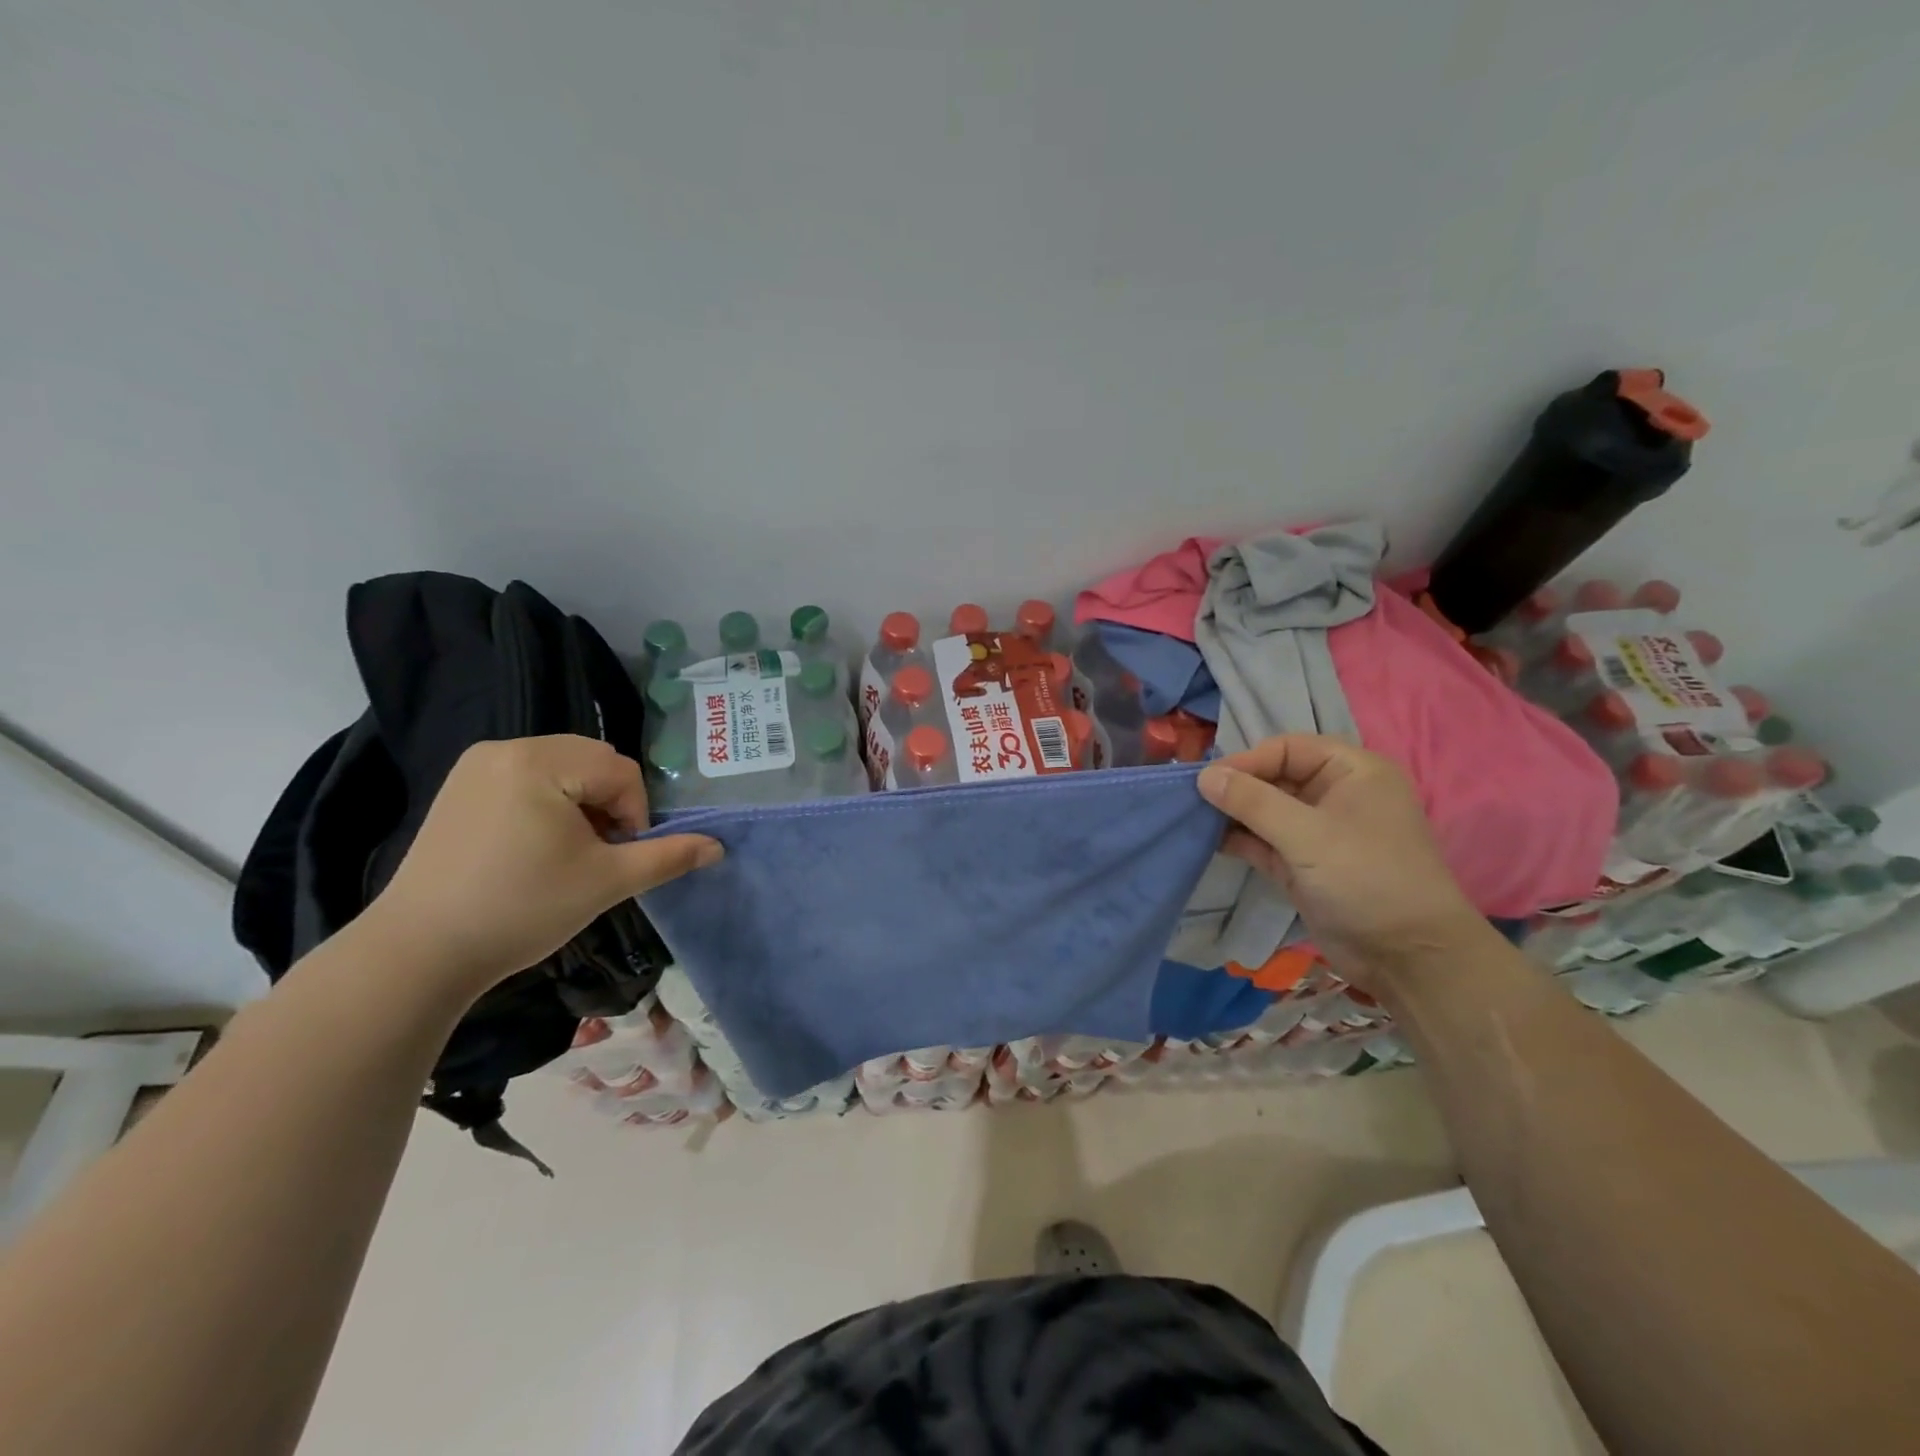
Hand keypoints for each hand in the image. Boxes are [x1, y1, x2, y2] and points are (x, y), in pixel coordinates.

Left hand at [363, 736, 721, 995]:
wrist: (418, 952)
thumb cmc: (521, 908)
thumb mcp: (607, 882)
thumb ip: (667, 857)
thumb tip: (718, 847)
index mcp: (540, 761)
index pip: (620, 771)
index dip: (635, 814)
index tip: (621, 857)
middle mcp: (506, 749)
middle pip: (591, 762)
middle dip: (609, 805)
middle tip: (599, 854)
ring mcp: (476, 767)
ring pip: (561, 769)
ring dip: (582, 804)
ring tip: (570, 853)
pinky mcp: (459, 789)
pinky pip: (527, 779)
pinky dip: (548, 804)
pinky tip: (536, 848)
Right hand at [1198, 735, 1485, 986]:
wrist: (1408, 957)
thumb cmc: (1366, 878)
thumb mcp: (1307, 834)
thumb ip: (1252, 802)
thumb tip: (1204, 775)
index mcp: (1352, 772)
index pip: (1288, 748)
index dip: (1248, 760)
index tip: (1208, 781)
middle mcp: (1335, 795)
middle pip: (1274, 777)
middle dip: (1236, 787)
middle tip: (1192, 799)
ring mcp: (1318, 832)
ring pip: (1265, 810)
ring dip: (1232, 814)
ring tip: (1193, 818)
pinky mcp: (1303, 865)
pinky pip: (1264, 841)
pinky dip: (1239, 840)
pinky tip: (1208, 841)